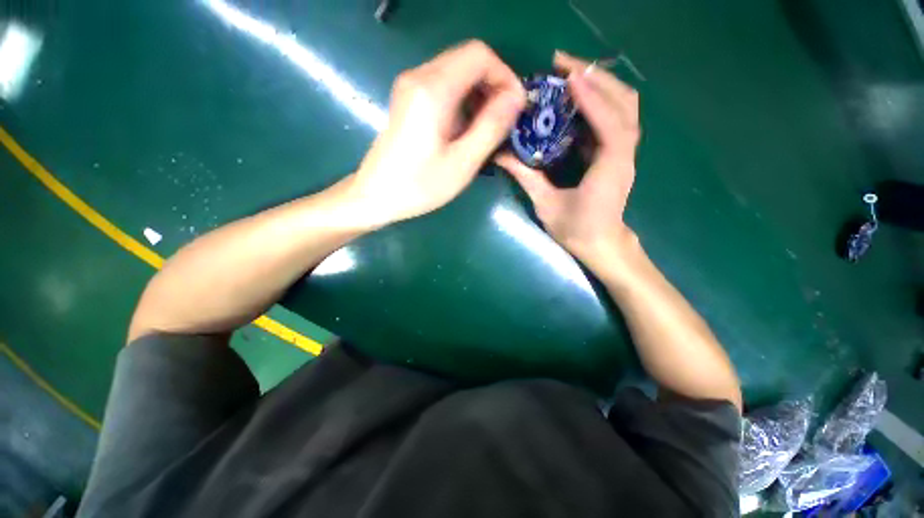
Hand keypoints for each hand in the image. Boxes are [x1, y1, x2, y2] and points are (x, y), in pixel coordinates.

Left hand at [349, 40, 525, 225]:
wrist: (376, 195)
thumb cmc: (419, 185)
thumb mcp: (463, 162)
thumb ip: (492, 127)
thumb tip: (516, 97)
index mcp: (433, 89)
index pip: (480, 56)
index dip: (505, 76)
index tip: (515, 108)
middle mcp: (419, 76)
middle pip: (468, 60)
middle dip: (493, 87)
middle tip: (504, 122)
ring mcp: (411, 86)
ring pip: (457, 73)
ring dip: (479, 96)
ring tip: (486, 130)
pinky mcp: (409, 99)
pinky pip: (445, 87)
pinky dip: (464, 102)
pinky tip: (466, 130)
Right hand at [497, 51, 640, 270]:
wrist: (601, 244)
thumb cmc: (575, 229)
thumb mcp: (546, 205)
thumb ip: (526, 177)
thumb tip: (501, 155)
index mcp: (610, 167)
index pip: (609, 122)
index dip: (591, 97)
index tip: (567, 76)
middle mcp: (624, 153)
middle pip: (625, 102)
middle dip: (597, 77)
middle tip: (564, 65)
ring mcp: (624, 152)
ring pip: (625, 106)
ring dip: (601, 84)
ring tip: (570, 74)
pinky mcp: (618, 153)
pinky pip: (616, 117)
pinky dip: (600, 100)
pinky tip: (577, 98)